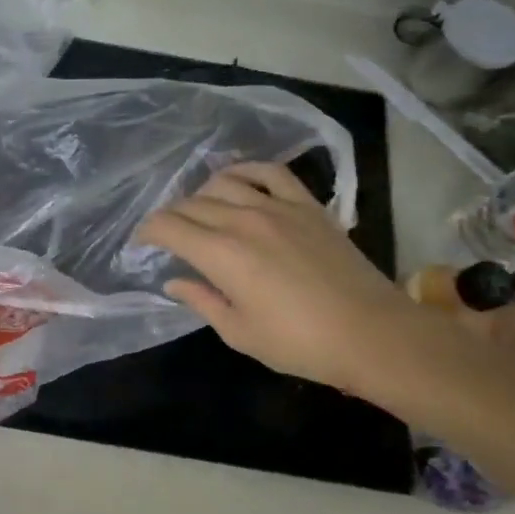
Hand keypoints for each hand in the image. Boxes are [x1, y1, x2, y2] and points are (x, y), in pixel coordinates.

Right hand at [135, 162, 422, 394]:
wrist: (372, 333)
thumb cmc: (300, 343)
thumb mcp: (240, 332)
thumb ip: (202, 301)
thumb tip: (173, 282)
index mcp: (221, 254)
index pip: (168, 227)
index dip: (148, 232)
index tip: (142, 244)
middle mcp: (243, 220)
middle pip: (191, 204)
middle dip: (171, 217)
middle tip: (168, 235)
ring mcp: (278, 207)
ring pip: (224, 183)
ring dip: (201, 194)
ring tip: (199, 210)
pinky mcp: (307, 205)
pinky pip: (270, 172)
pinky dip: (247, 170)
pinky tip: (237, 179)